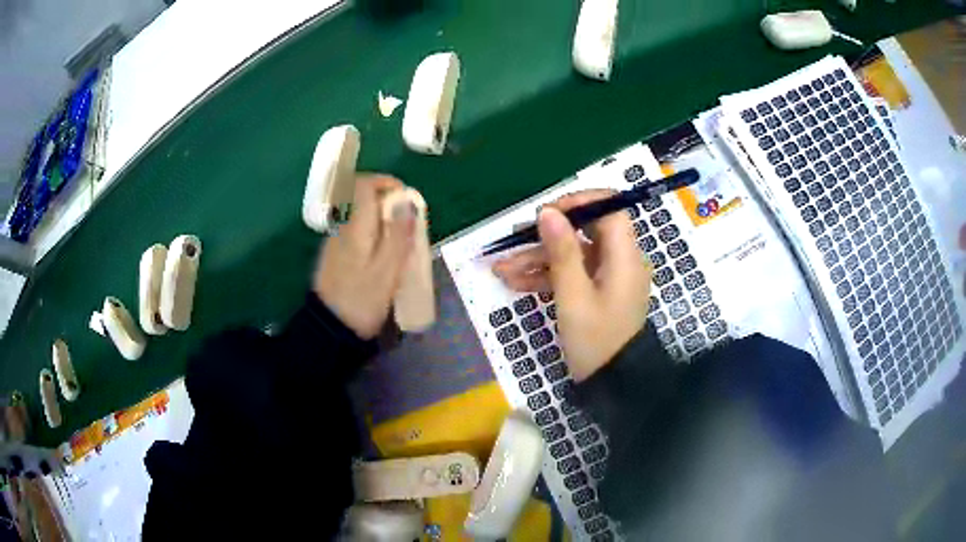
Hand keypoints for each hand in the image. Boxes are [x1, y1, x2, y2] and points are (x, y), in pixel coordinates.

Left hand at [314, 175, 414, 338]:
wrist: (329, 330)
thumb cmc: (362, 300)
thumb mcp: (388, 270)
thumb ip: (399, 235)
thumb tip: (408, 203)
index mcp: (355, 227)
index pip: (363, 184)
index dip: (386, 182)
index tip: (406, 197)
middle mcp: (341, 228)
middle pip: (360, 197)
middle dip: (387, 201)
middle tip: (407, 221)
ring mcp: (335, 242)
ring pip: (358, 215)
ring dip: (380, 217)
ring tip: (400, 240)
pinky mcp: (334, 256)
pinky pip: (355, 231)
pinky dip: (371, 232)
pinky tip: (383, 255)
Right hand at [493, 191, 651, 380]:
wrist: (612, 384)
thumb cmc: (595, 341)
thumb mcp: (573, 296)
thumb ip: (562, 251)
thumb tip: (548, 211)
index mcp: (624, 256)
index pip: (609, 209)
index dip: (579, 203)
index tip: (547, 213)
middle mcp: (619, 260)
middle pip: (584, 231)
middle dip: (546, 237)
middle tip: (514, 242)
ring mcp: (607, 277)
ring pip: (572, 255)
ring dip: (537, 260)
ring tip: (500, 270)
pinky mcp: (597, 291)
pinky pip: (572, 274)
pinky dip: (546, 277)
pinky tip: (514, 283)